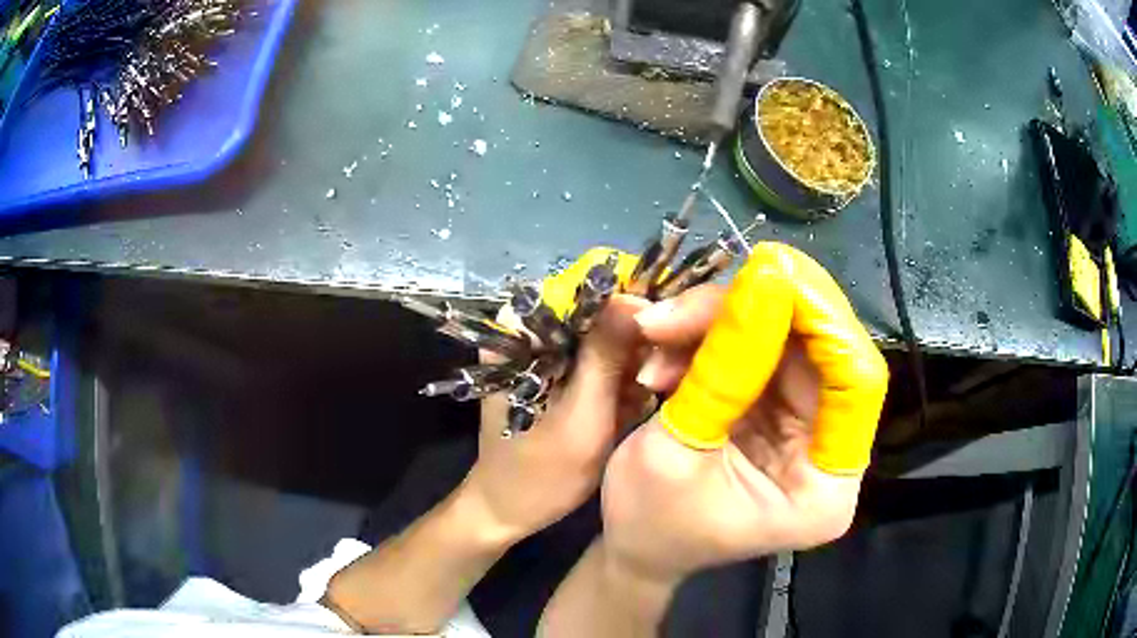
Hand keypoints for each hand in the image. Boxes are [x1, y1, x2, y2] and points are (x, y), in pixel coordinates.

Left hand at [464, 250, 651, 542]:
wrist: (509, 510)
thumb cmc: (542, 474)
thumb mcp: (582, 417)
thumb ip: (606, 357)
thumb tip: (636, 298)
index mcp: (520, 333)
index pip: (583, 291)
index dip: (629, 304)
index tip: (664, 332)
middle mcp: (527, 332)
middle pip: (594, 313)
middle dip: (630, 344)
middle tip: (649, 383)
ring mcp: (539, 353)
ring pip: (599, 337)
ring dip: (625, 367)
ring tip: (633, 404)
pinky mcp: (551, 373)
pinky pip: (593, 360)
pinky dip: (614, 381)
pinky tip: (623, 409)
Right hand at [600, 242, 888, 582]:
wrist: (634, 544)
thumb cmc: (648, 521)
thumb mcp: (674, 450)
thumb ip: (722, 370)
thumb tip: (762, 279)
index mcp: (824, 490)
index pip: (856, 386)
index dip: (824, 322)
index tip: (772, 273)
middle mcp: (829, 453)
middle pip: (820, 352)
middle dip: (758, 311)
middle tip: (698, 291)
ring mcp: (806, 428)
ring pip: (785, 341)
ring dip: (721, 322)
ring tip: (660, 330)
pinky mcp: (778, 410)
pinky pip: (758, 350)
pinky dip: (711, 338)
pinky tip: (667, 350)